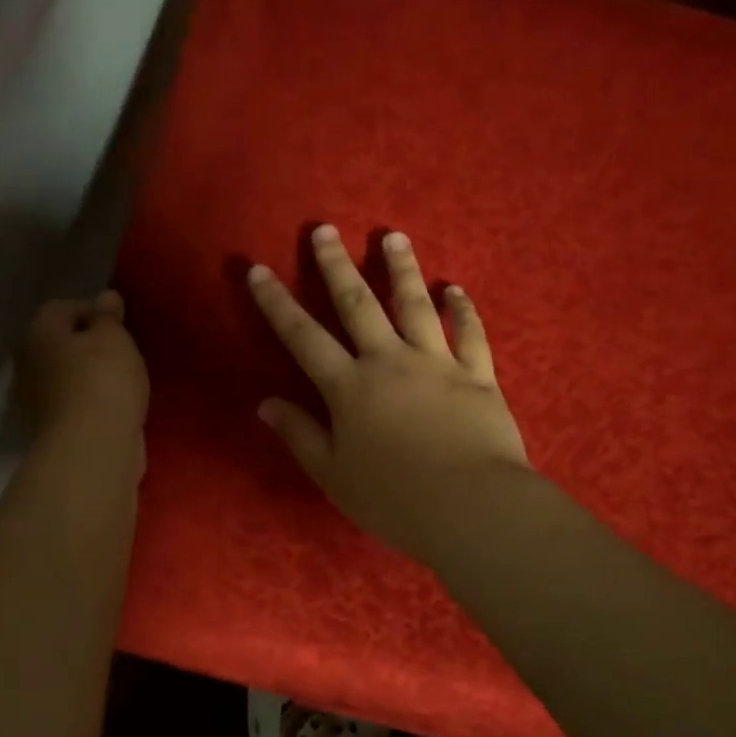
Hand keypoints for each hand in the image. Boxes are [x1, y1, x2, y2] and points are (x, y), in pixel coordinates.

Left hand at [18, 292, 148, 452]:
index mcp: (37, 333)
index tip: (121, 327)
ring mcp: (32, 400)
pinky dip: (88, 403)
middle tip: (121, 354)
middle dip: (87, 345)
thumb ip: (108, 316)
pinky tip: (112, 409)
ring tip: (121, 383)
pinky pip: (71, 404)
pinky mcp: (47, 430)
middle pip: (59, 343)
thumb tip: (104, 297)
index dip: (94, 312)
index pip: (62, 308)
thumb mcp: (114, 338)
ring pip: (64, 375)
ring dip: (87, 376)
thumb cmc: (103, 381)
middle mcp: (26, 363)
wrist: (91, 450)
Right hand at [247, 225, 528, 561]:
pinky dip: (463, 310)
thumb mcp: (333, 474)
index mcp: (350, 387)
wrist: (470, 507)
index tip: (258, 269)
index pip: (303, 337)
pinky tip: (456, 289)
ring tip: (393, 237)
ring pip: (415, 305)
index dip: (276, 303)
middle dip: (337, 265)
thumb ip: (300, 434)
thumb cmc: (394, 498)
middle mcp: (389, 361)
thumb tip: (264, 403)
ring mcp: (437, 363)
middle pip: (358, 305)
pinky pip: (470, 334)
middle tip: (325, 229)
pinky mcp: (477, 375)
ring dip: (402, 269)